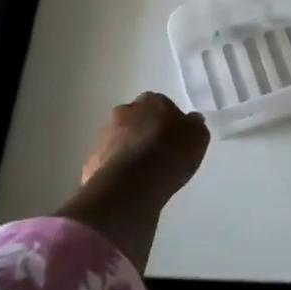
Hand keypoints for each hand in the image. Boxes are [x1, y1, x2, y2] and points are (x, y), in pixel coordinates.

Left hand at [80, 91, 210, 205]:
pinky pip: (109, 164)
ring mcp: (105, 137)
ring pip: (121, 141)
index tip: (176, 140)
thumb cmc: (170, 154)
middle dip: (145, 134)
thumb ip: (194, 126)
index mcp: (151, 101)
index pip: (161, 106)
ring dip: (130, 153)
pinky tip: (129, 189)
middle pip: (137, 120)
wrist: (131, 185)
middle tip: (159, 156)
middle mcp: (124, 112)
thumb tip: (191, 121)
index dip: (169, 123)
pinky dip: (118, 173)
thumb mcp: (198, 138)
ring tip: (145, 176)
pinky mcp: (92, 162)